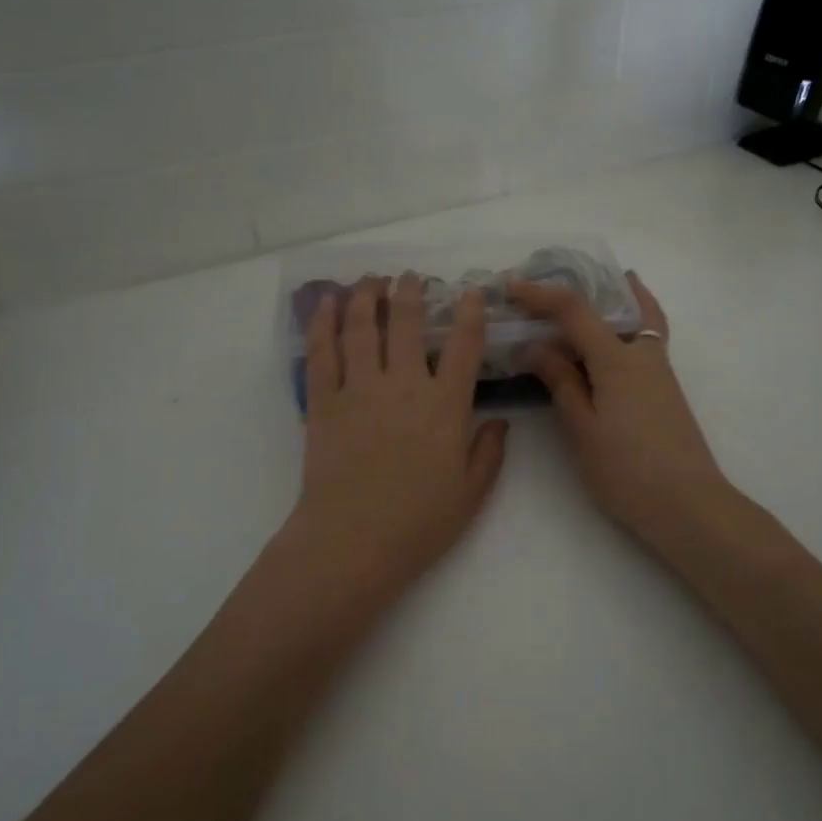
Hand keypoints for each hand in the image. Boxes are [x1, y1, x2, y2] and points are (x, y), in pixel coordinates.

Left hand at [283, 274, 507, 591]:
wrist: (351, 543)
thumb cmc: (417, 524)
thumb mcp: (470, 494)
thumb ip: (489, 452)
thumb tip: (499, 421)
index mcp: (444, 407)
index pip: (462, 346)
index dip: (469, 313)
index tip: (470, 291)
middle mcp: (402, 386)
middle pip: (405, 324)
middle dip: (410, 292)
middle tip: (411, 276)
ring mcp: (358, 390)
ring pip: (360, 328)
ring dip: (366, 296)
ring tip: (371, 279)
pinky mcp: (323, 402)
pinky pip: (322, 352)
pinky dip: (323, 322)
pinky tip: (326, 303)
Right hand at [509, 273, 733, 555]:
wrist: (688, 506)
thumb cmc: (627, 471)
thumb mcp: (583, 428)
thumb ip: (561, 382)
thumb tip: (535, 347)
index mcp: (618, 359)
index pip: (575, 310)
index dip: (541, 294)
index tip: (511, 287)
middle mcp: (643, 354)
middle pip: (614, 303)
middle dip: (582, 289)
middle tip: (549, 290)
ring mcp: (660, 370)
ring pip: (637, 318)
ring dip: (611, 301)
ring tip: (579, 302)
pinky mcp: (665, 389)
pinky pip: (645, 338)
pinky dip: (628, 323)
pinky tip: (608, 341)